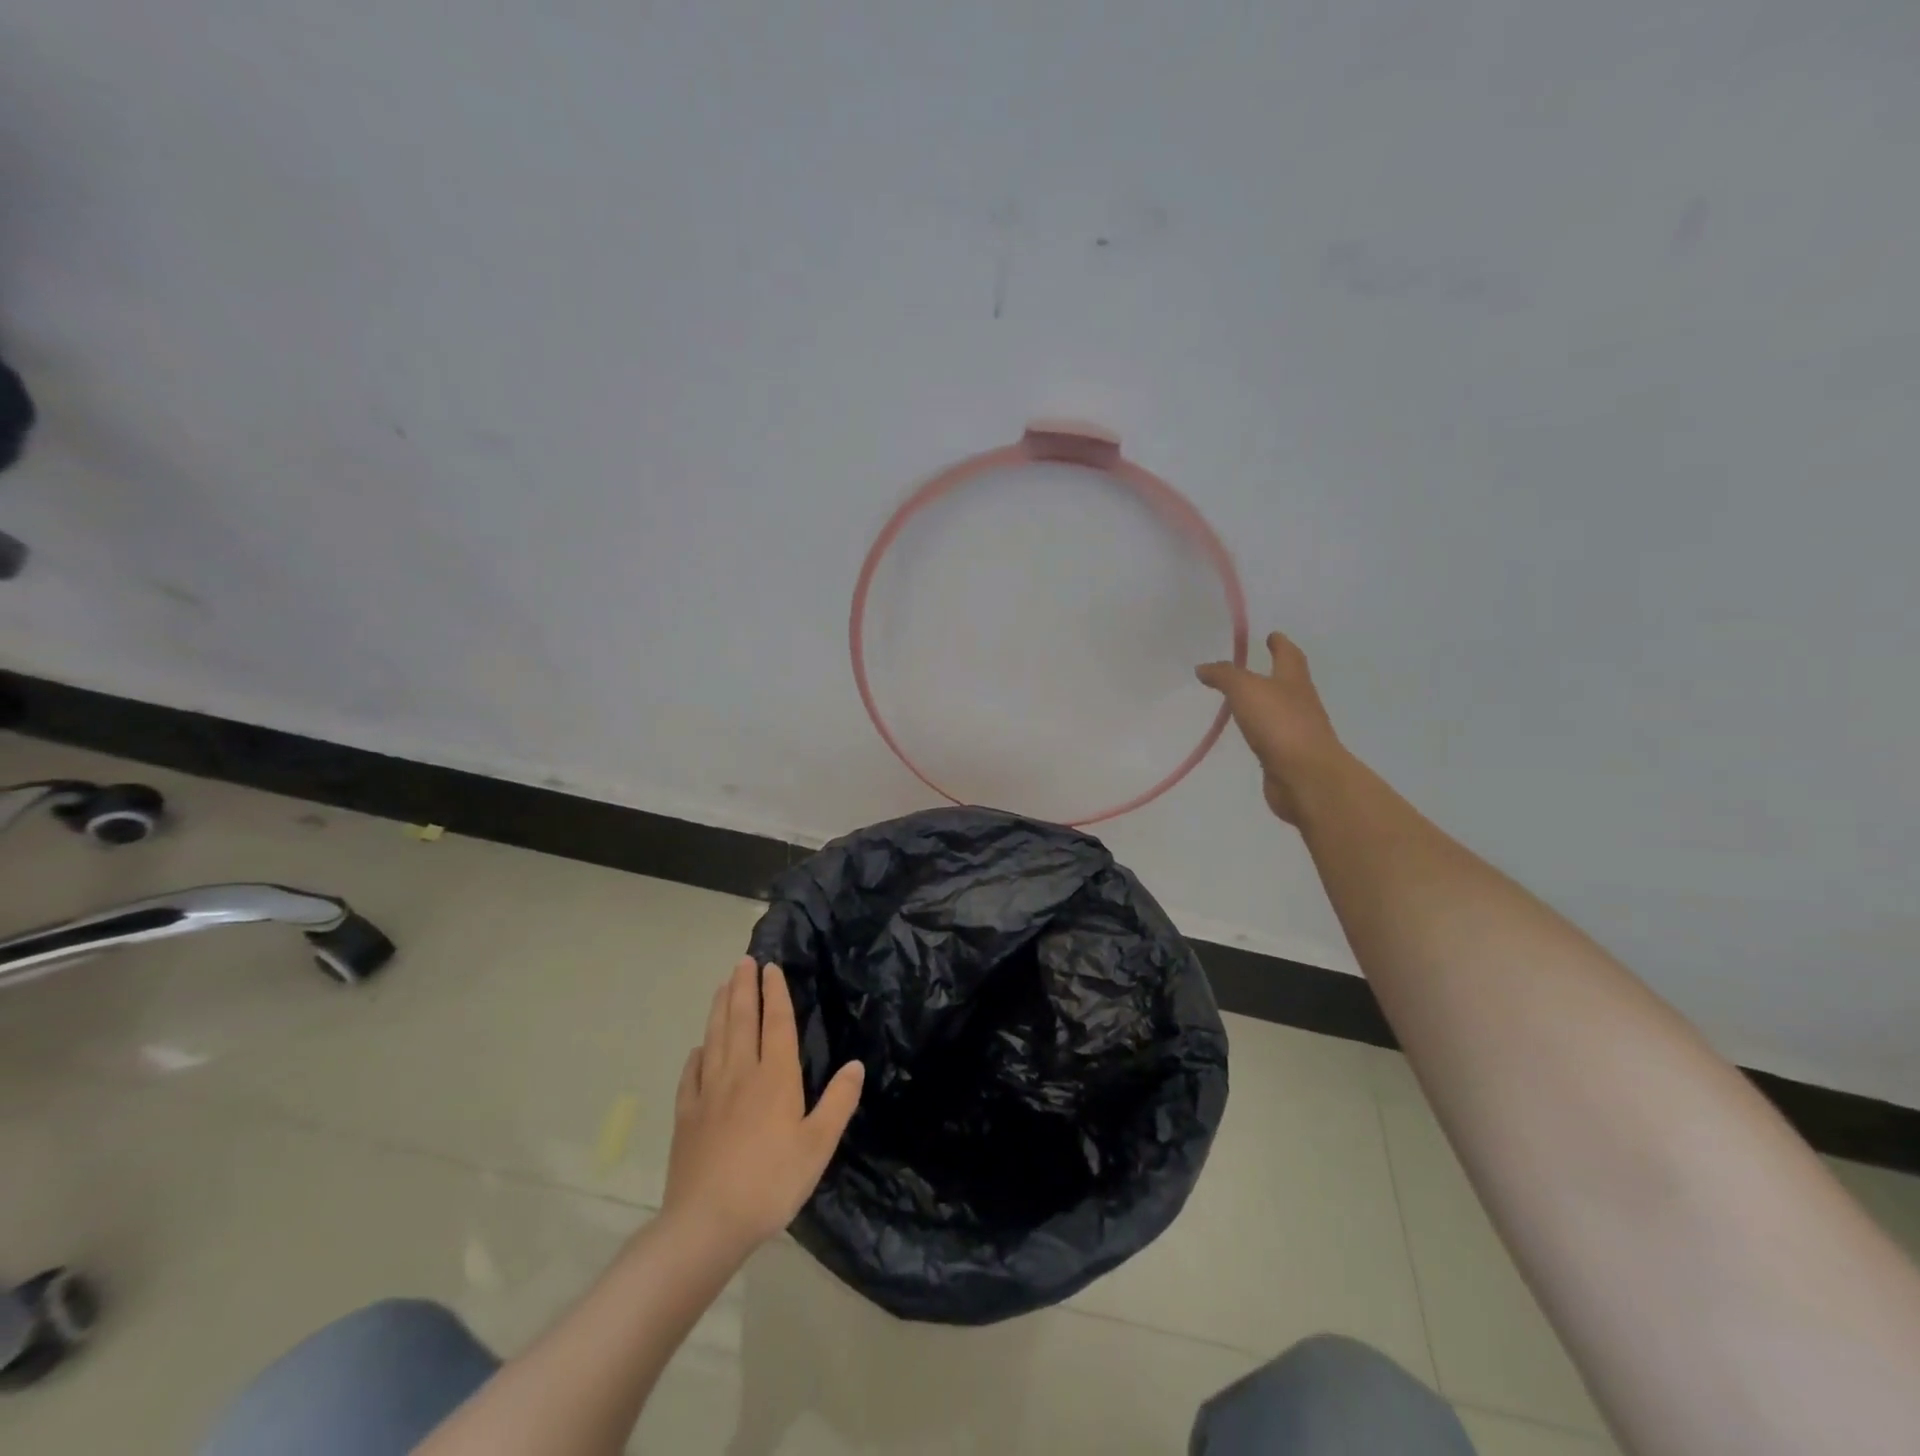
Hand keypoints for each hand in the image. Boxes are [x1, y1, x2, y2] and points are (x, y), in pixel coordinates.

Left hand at [662, 958, 863, 1257]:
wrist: (707, 1223)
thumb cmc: (771, 1182)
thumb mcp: (818, 1145)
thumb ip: (838, 1102)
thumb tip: (856, 1064)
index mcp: (776, 1078)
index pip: (777, 1024)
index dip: (775, 993)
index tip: (771, 967)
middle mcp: (740, 1074)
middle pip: (741, 1021)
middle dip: (744, 988)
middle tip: (743, 961)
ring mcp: (708, 1093)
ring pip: (715, 1039)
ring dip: (719, 1009)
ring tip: (722, 985)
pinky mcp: (686, 1116)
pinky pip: (690, 1075)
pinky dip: (696, 1055)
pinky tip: (697, 1049)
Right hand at [1197, 631, 1348, 825]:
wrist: (1306, 777)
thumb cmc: (1280, 724)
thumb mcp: (1246, 690)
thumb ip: (1224, 676)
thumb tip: (1203, 667)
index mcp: (1294, 681)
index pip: (1289, 655)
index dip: (1280, 644)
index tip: (1272, 635)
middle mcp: (1300, 702)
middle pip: (1288, 681)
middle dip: (1274, 672)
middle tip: (1251, 666)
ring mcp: (1296, 731)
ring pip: (1279, 709)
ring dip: (1265, 702)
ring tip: (1243, 699)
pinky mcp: (1287, 756)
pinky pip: (1271, 736)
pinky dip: (1260, 730)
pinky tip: (1247, 734)